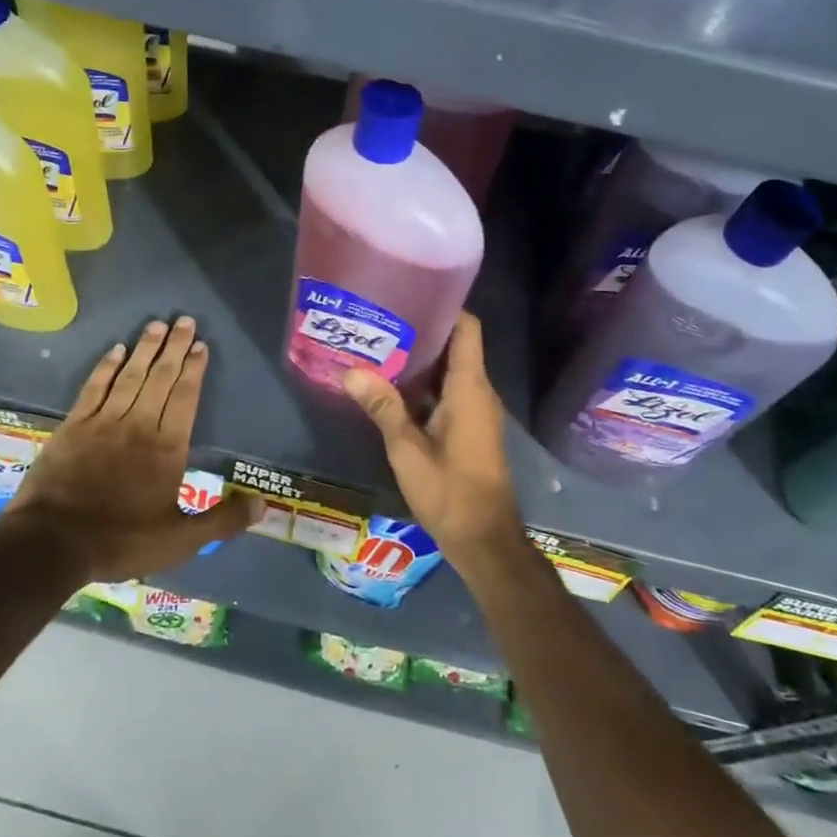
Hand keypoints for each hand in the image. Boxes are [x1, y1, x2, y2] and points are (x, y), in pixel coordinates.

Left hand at [2, 317, 258, 580]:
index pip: (186, 397)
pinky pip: (95, 387)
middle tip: (184, 319)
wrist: (51, 544)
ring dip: (145, 349)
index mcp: (167, 448)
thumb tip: (263, 505)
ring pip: (130, 376)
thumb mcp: (180, 541)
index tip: (201, 345)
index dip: (194, 369)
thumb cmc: (121, 541)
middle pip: (161, 378)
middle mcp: (139, 425)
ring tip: (157, 324)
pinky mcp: (74, 426)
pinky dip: (106, 367)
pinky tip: (116, 350)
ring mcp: (104, 422)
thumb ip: (222, 521)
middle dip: (174, 347)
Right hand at [342, 312, 527, 574]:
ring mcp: (476, 412)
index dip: (445, 307)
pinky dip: (425, 386)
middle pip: (455, 346)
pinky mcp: (470, 429)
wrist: (485, 540)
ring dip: (420, 361)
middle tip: (381, 321)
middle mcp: (479, 393)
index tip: (411, 295)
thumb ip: (383, 408)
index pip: (467, 329)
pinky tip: (392, 389)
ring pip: (450, 371)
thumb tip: (352, 371)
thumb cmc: (450, 492)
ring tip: (380, 347)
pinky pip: (449, 393)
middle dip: (422, 332)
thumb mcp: (408, 450)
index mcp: (470, 388)